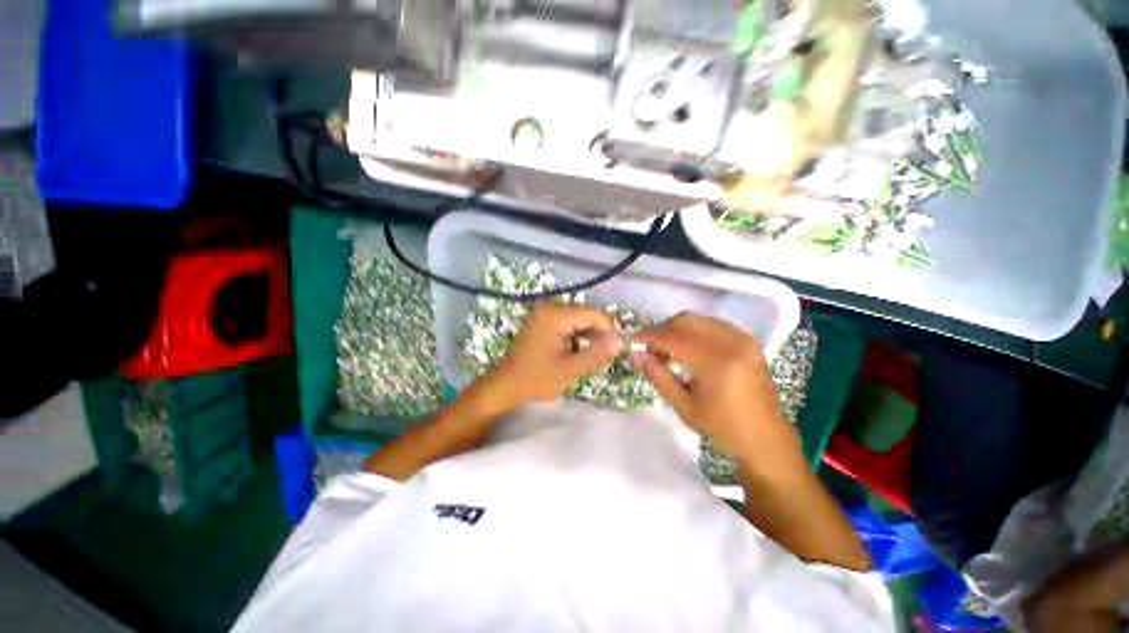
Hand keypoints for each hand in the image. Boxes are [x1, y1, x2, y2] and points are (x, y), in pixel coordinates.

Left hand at [487, 303, 622, 405]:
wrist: (505, 385)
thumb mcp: (570, 370)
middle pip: (588, 314)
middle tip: (600, 358)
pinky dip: (577, 336)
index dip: (609, 331)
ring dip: (589, 336)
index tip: (613, 352)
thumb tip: (620, 342)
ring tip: (586, 357)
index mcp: (555, 315)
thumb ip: (596, 354)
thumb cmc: (535, 380)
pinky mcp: (543, 319)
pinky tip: (574, 353)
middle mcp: (550, 307)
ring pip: (580, 319)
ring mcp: (545, 312)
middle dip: (598, 334)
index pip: (594, 314)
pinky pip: (569, 322)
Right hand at [633, 313, 797, 468]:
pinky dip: (693, 330)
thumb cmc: (722, 428)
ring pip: (698, 319)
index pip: (674, 337)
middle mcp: (732, 343)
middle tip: (649, 346)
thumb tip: (637, 355)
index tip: (633, 339)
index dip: (650, 335)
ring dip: (677, 328)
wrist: (765, 437)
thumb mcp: (684, 406)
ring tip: (666, 348)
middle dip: (662, 329)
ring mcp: (743, 339)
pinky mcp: (748, 340)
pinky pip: (712, 324)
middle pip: (686, 320)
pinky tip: (687, 346)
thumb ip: (659, 377)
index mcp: (717, 363)